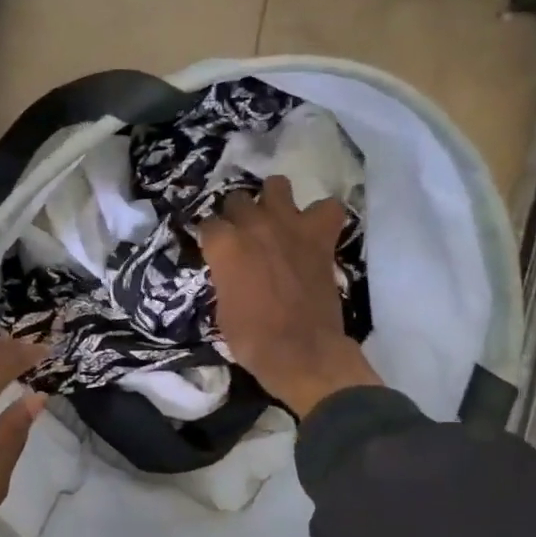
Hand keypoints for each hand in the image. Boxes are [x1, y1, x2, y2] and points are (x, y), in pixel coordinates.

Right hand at [197, 175, 379, 417]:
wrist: (299, 350)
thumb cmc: (250, 337)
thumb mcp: (221, 306)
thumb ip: (225, 275)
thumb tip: (231, 269)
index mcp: (224, 245)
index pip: (208, 224)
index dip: (211, 238)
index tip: (215, 251)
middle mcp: (254, 226)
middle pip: (237, 199)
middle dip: (237, 215)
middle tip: (243, 236)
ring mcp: (289, 226)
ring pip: (277, 186)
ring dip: (273, 200)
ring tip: (275, 219)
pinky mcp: (320, 237)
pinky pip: (327, 208)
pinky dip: (321, 215)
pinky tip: (314, 228)